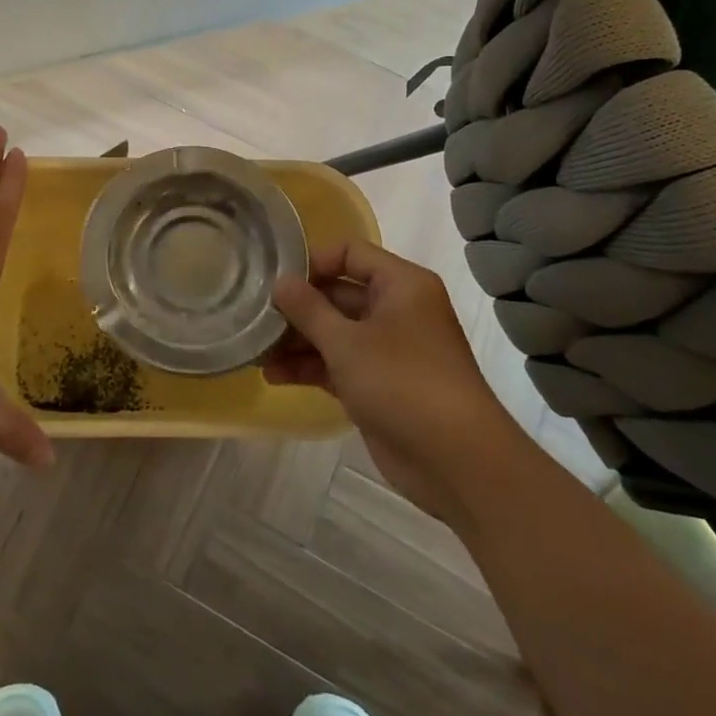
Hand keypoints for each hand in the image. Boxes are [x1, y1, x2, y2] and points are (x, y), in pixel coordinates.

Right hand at [266, 240, 526, 516]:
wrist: (459, 463)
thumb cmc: (403, 383)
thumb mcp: (346, 342)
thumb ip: (308, 309)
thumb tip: (280, 281)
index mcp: (401, 285)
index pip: (349, 253)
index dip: (312, 263)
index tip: (276, 282)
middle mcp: (397, 309)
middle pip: (338, 294)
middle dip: (298, 308)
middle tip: (256, 319)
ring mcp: (390, 349)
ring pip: (336, 331)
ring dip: (298, 341)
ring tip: (257, 352)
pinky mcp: (381, 384)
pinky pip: (340, 363)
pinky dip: (311, 367)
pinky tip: (274, 376)